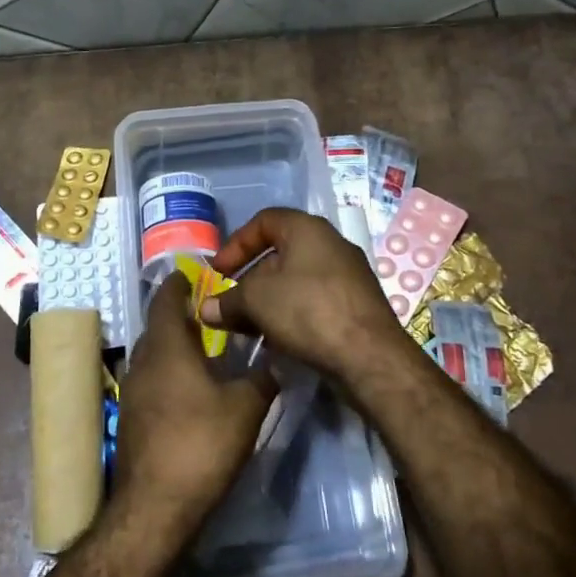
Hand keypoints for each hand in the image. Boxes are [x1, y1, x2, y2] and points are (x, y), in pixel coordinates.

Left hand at [114, 273, 277, 525]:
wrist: (155, 507)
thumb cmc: (201, 445)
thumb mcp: (245, 408)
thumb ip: (262, 380)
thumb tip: (276, 362)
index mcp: (168, 349)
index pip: (166, 301)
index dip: (178, 284)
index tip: (191, 273)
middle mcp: (143, 363)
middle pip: (157, 327)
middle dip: (178, 315)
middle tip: (208, 311)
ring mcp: (131, 392)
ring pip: (152, 355)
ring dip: (173, 346)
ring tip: (203, 348)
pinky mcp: (130, 419)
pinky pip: (150, 380)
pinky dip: (168, 373)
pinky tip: (189, 389)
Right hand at [200, 208, 414, 383]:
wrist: (369, 356)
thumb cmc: (308, 310)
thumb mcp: (256, 301)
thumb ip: (228, 301)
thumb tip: (206, 309)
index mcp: (308, 229)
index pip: (264, 221)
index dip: (236, 243)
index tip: (218, 271)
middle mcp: (331, 244)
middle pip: (280, 253)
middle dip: (249, 278)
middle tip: (230, 303)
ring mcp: (348, 275)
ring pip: (296, 280)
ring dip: (268, 300)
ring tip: (248, 326)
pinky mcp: (356, 305)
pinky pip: (314, 301)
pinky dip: (291, 313)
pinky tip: (277, 339)